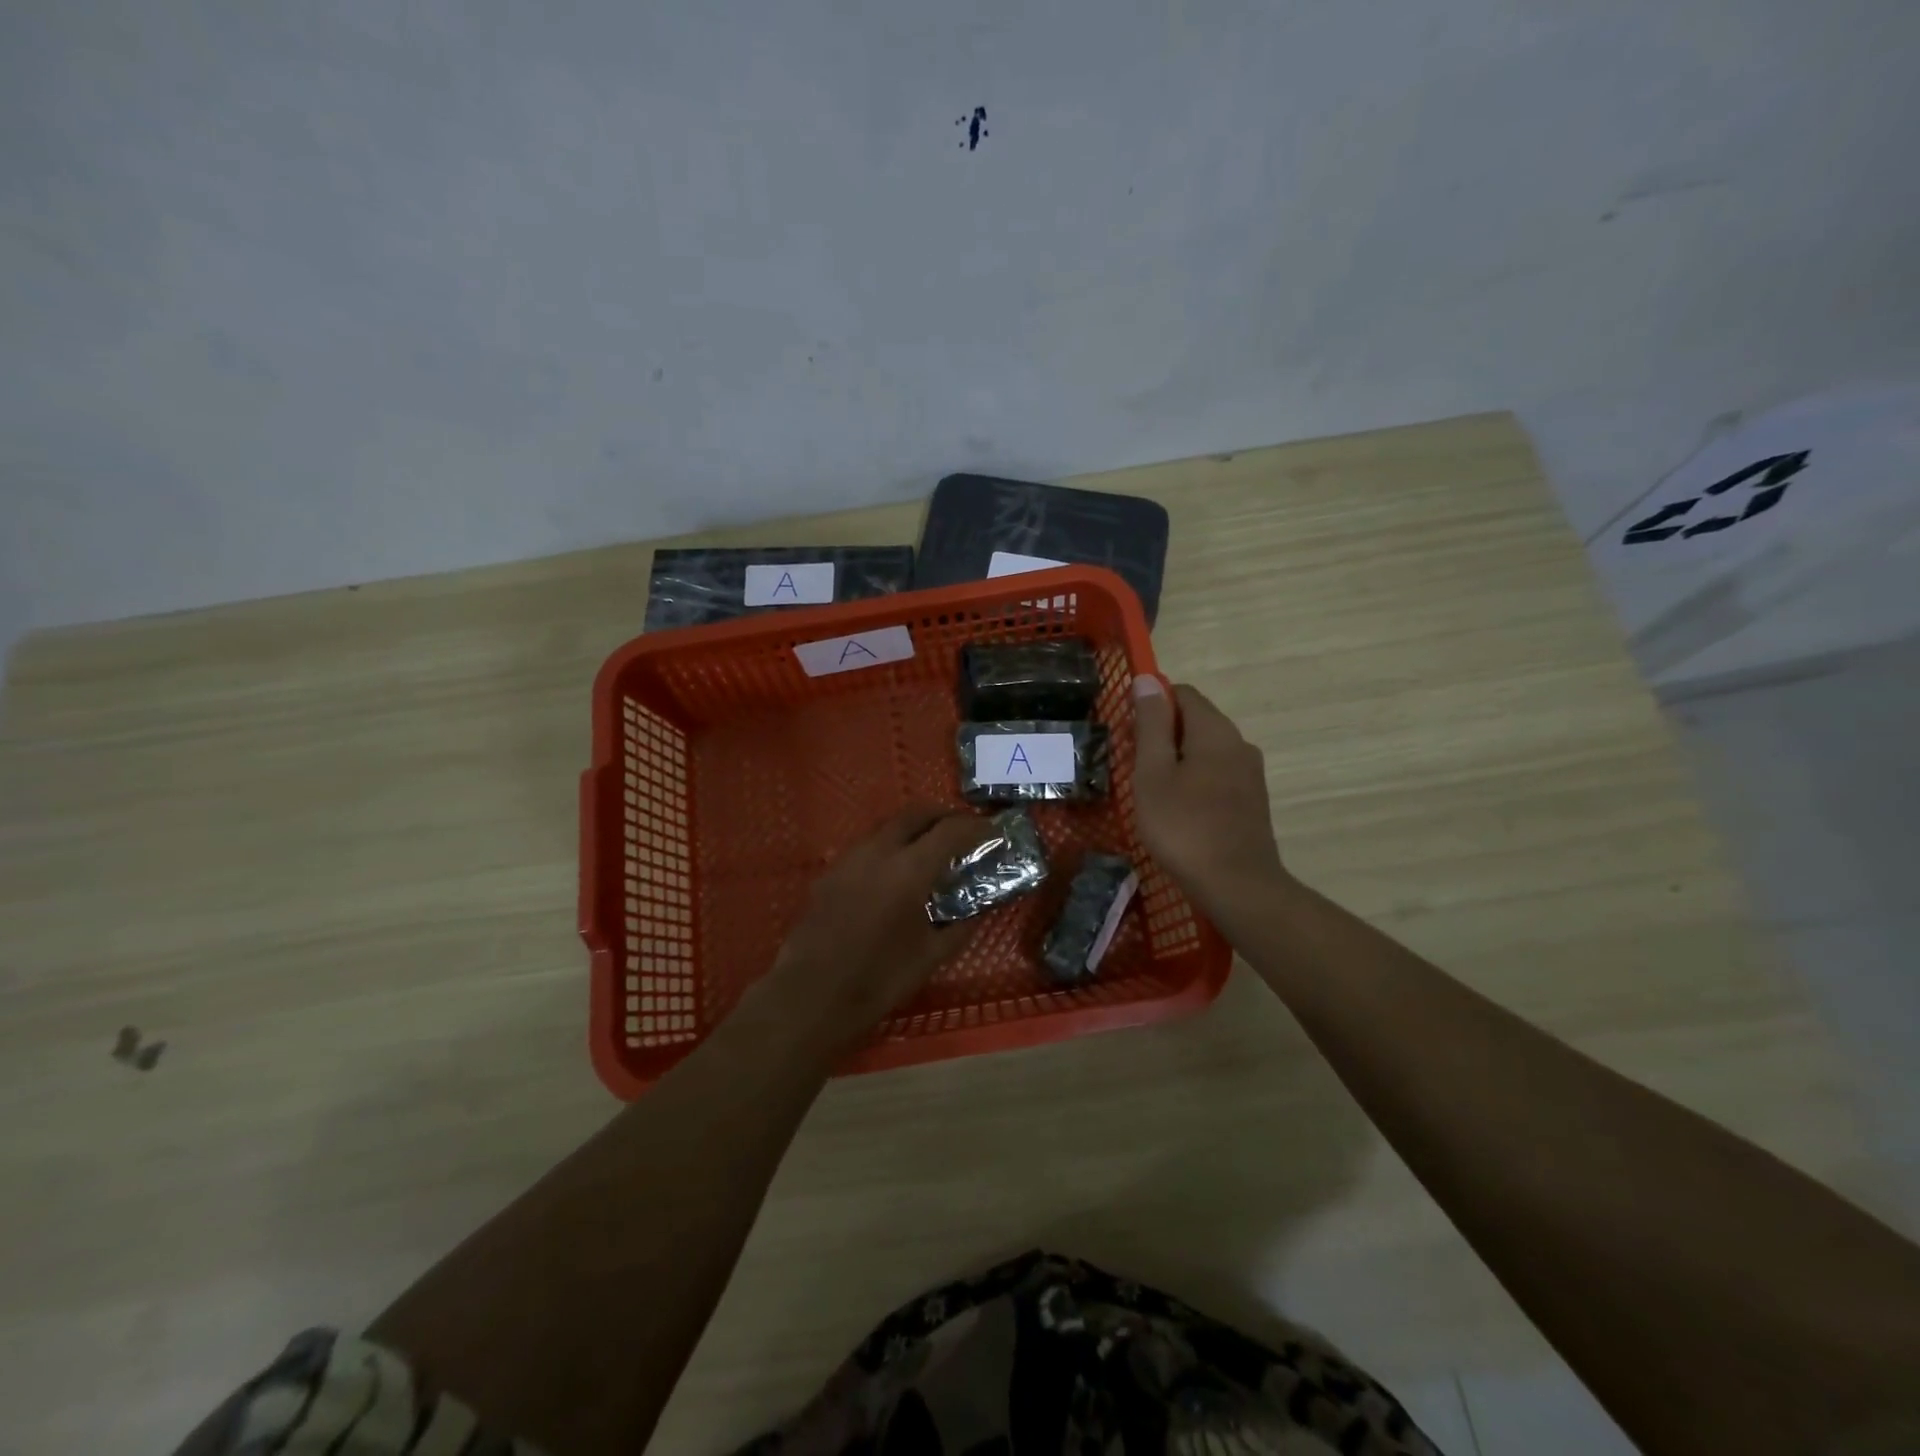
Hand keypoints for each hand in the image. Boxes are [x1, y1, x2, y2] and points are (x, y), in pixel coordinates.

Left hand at [764, 806, 992, 1047]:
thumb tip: (980, 908)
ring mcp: (849, 858)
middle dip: (944, 816)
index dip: (977, 828)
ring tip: (932, 849)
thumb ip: (961, 926)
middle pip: (916, 814)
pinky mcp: (830, 872)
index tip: (994, 832)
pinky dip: (890, 845)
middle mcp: (878, 851)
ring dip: (915, 827)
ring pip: (888, 825)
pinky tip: (895, 872)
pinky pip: (868, 845)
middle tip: (963, 831)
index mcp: (909, 870)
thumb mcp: (932, 956)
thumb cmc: (879, 979)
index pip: (951, 831)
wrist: (811, 996)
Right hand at [1130, 676, 1289, 920]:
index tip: (1127, 734)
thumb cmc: (1183, 827)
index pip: (1181, 693)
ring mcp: (1250, 774)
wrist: (1237, 886)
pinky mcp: (1251, 801)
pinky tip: (1176, 810)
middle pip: (1195, 721)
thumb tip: (1147, 679)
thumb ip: (1151, 724)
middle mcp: (1239, 743)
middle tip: (1132, 766)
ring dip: (1176, 760)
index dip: (1150, 704)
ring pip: (1205, 750)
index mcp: (1215, 731)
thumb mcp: (1153, 773)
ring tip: (1150, 791)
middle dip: (1161, 734)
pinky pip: (1217, 774)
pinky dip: (1193, 780)